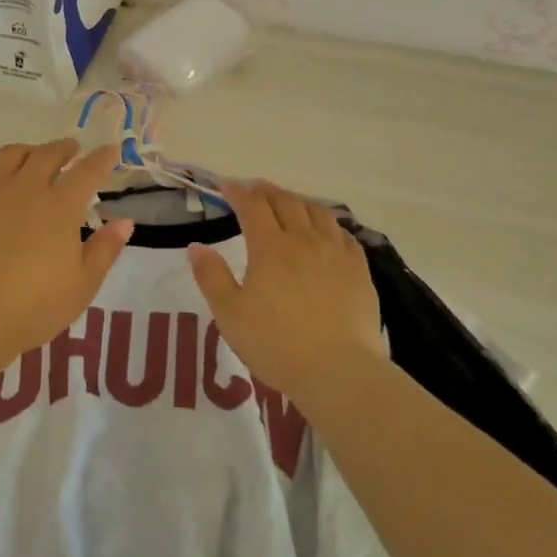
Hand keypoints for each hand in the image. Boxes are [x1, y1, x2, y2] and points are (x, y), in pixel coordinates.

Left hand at [0, 139, 132, 374]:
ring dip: (24, 151)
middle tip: (70, 150)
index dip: (101, 158)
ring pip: (7, 157)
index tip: (110, 150)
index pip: (87, 172)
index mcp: (60, 207)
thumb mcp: (82, 285)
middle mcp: (25, 189)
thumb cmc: (34, 307)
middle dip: (62, 149)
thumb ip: (105, 250)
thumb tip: (125, 221)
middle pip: (46, 155)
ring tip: (30, 154)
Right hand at [187, 180, 385, 400]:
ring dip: (299, 201)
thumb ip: (211, 277)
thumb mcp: (230, 314)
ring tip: (290, 203)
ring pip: (318, 212)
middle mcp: (304, 240)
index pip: (252, 207)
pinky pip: (344, 234)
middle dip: (267, 191)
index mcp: (270, 247)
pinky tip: (327, 232)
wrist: (337, 369)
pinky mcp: (359, 270)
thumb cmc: (275, 343)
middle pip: (286, 202)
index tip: (227, 187)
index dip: (238, 193)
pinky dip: (329, 224)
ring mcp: (336, 253)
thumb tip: (196, 247)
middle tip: (255, 189)